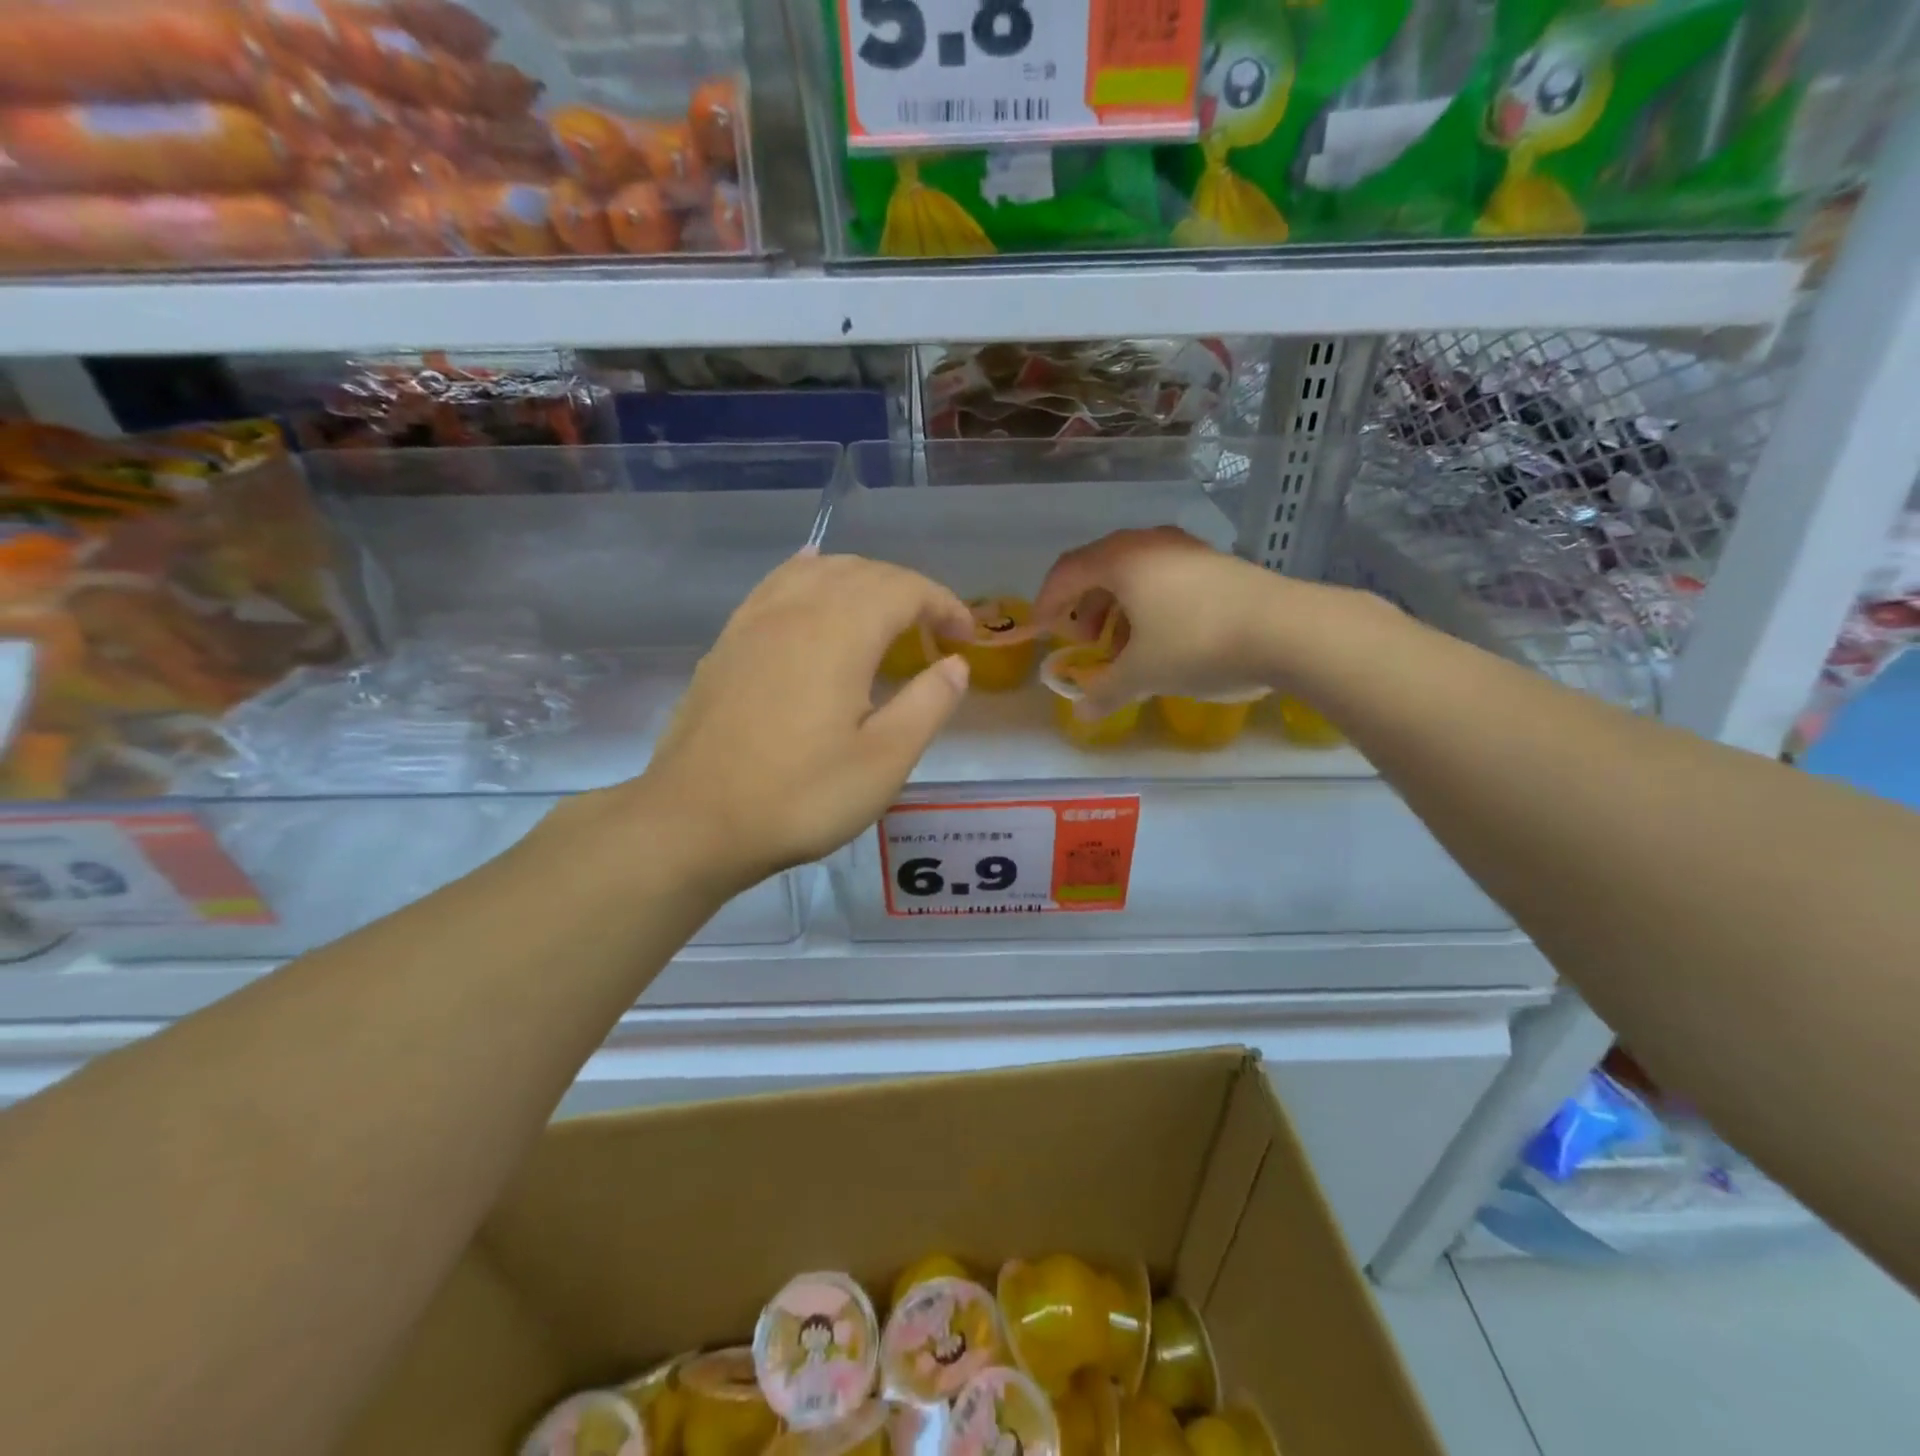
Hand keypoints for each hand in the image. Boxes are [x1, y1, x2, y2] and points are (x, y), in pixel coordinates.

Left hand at [627, 551, 973, 892]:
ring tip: (883, 613)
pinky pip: (777, 584)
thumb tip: (956, 665)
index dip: (944, 604)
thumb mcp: (884, 761)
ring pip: (818, 570)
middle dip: (908, 591)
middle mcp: (797, 608)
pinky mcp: (728, 641)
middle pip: (864, 571)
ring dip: (862, 581)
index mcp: (840, 631)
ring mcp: (755, 621)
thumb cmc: (800, 796)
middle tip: (934, 632)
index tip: (966, 637)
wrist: (695, 821)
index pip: (905, 589)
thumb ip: (928, 704)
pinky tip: (812, 578)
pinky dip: (809, 575)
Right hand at [1033, 527, 1287, 717]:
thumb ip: (1105, 692)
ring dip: (1119, 608)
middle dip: (1085, 607)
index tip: (1042, 631)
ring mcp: (1188, 550)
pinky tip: (1163, 639)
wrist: (1289, 630)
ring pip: (1136, 574)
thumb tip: (1082, 716)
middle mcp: (1151, 543)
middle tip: (1086, 640)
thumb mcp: (1143, 674)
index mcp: (1122, 560)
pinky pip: (1165, 579)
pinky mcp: (1217, 564)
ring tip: (1125, 647)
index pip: (1067, 572)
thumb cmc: (1197, 644)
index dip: (1047, 602)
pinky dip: (1150, 606)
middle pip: (1100, 569)